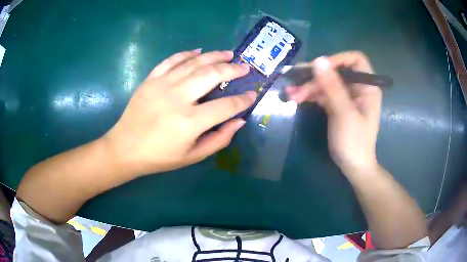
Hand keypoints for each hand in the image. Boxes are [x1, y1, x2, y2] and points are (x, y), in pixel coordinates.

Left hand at [103, 49, 255, 175]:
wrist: (126, 148)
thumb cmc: (160, 157)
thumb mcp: (192, 156)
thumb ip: (219, 139)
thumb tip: (239, 121)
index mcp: (190, 122)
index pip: (226, 106)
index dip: (243, 100)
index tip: (252, 94)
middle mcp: (178, 98)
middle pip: (212, 75)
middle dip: (232, 69)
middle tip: (244, 67)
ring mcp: (162, 84)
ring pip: (194, 63)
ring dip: (214, 56)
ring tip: (228, 54)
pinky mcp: (151, 79)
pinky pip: (172, 60)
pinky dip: (187, 53)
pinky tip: (198, 51)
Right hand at [286, 52, 381, 175]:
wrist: (352, 166)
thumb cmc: (354, 142)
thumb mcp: (344, 113)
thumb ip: (333, 86)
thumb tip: (319, 60)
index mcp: (367, 86)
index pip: (355, 60)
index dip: (337, 60)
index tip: (319, 68)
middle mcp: (357, 87)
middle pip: (336, 71)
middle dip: (316, 76)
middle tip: (295, 81)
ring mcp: (346, 96)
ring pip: (326, 82)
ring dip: (308, 86)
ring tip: (290, 93)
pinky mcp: (337, 105)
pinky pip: (322, 94)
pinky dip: (310, 95)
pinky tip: (296, 98)